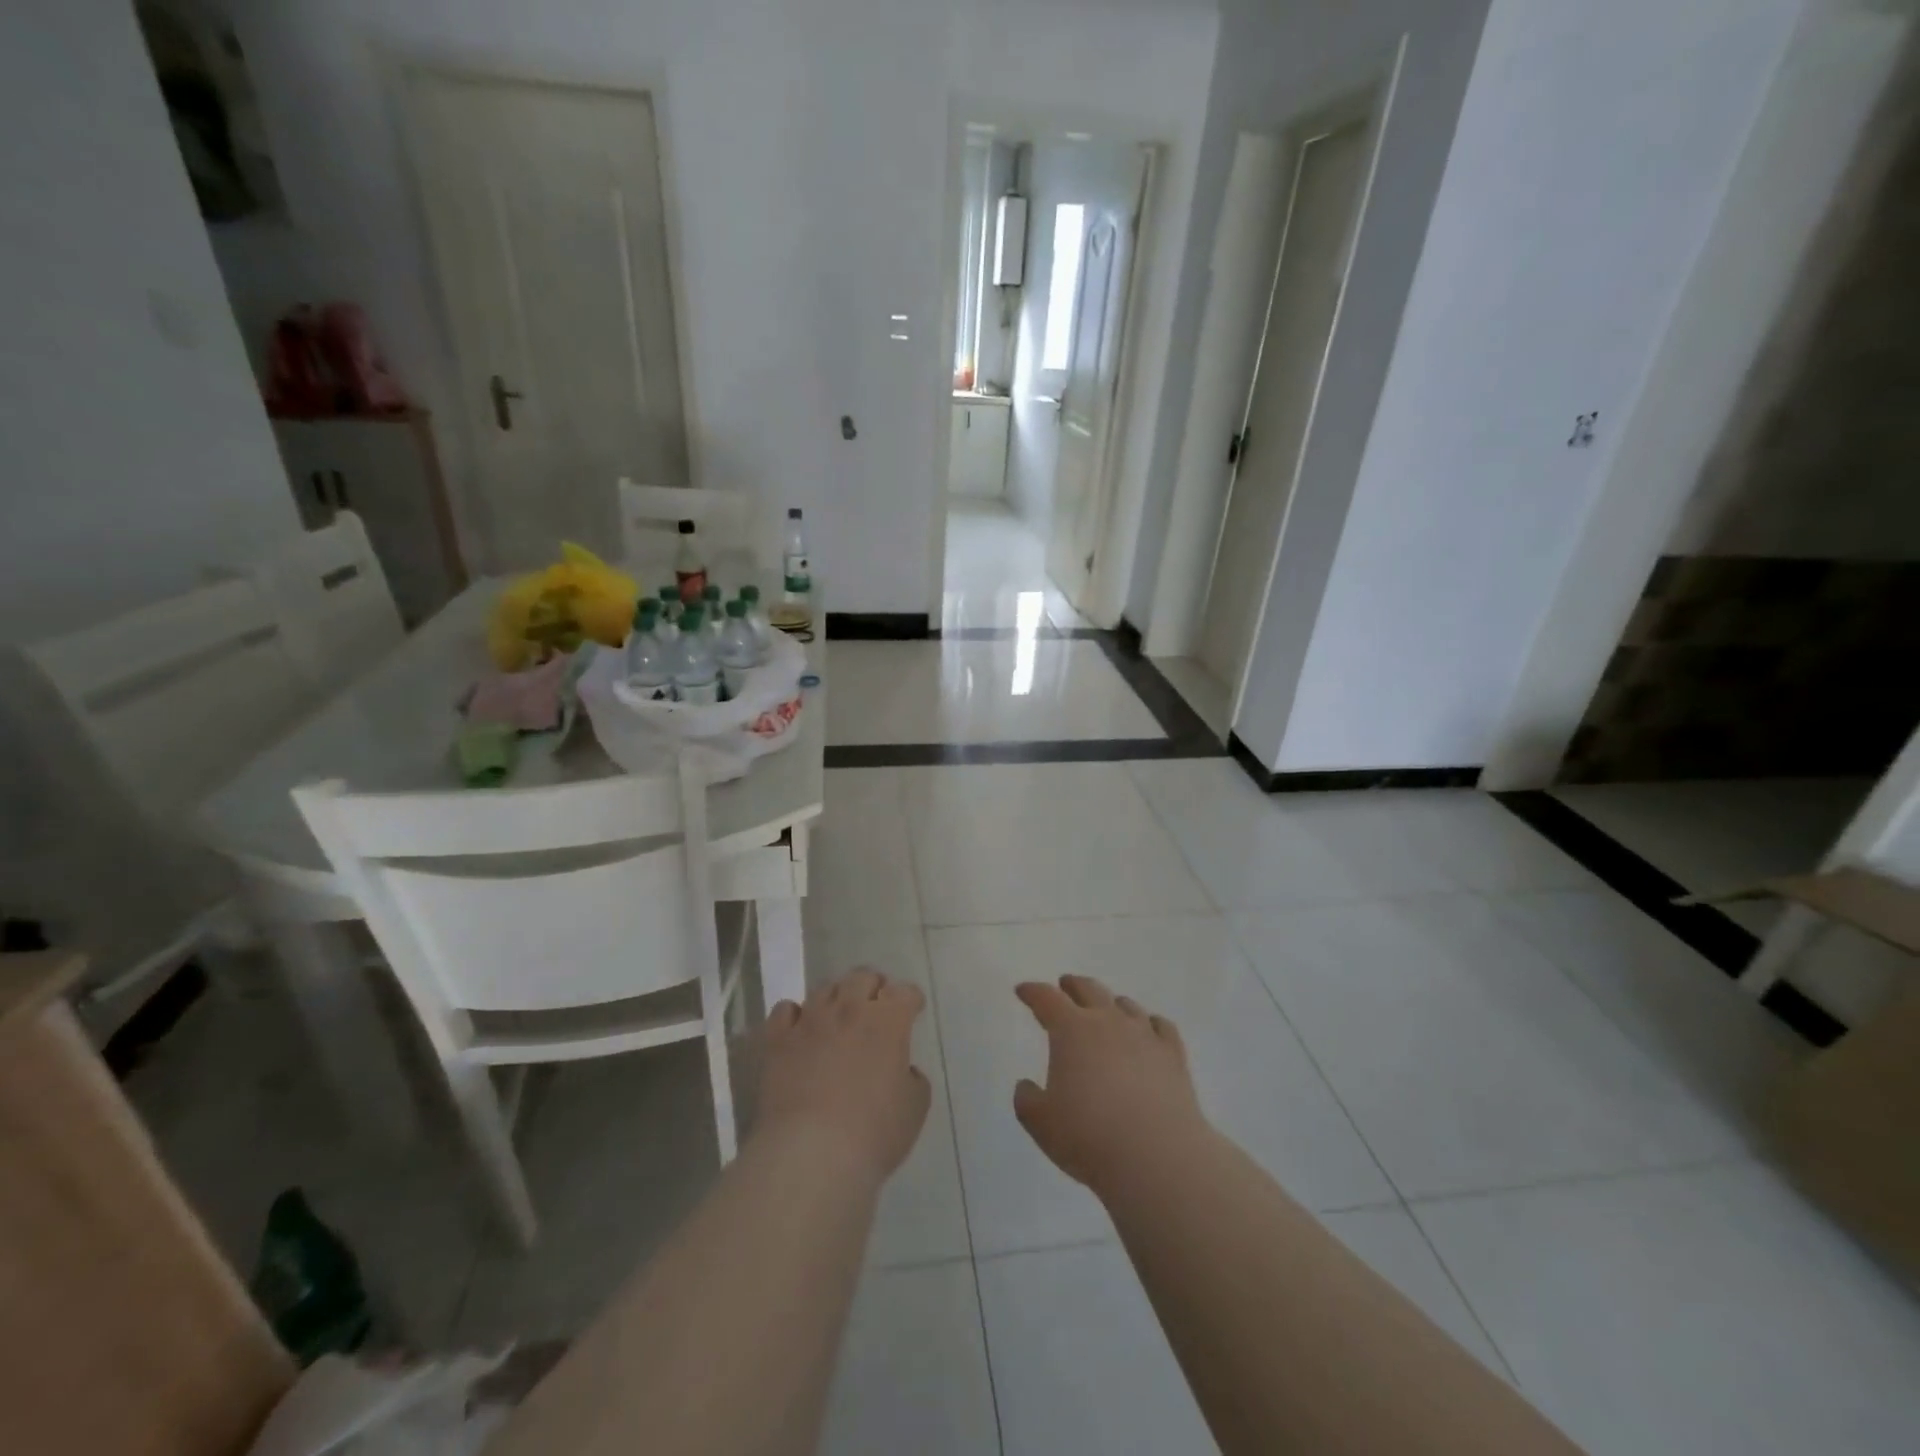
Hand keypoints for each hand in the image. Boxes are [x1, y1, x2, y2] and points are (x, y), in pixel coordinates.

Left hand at [755, 968, 931, 1181]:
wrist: (811, 1153)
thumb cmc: (873, 1133)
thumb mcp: (914, 1109)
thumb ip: (913, 1079)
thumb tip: (903, 1071)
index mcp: (888, 1021)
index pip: (905, 993)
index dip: (911, 1000)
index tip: (913, 1011)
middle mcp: (849, 1009)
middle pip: (862, 977)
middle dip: (873, 987)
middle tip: (876, 1006)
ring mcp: (810, 1020)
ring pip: (824, 989)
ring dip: (836, 998)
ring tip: (837, 1017)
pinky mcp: (777, 1039)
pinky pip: (785, 1010)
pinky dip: (795, 1016)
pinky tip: (799, 1030)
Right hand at [1013, 975, 1208, 1196]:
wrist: (1157, 1157)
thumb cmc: (1090, 1137)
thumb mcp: (1041, 1124)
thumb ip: (1027, 1100)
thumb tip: (1026, 1086)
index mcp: (1071, 1030)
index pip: (1046, 999)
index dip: (1032, 992)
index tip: (1023, 990)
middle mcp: (1108, 1022)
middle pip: (1089, 989)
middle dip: (1073, 985)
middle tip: (1065, 985)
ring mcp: (1144, 1035)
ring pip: (1126, 1005)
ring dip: (1111, 1003)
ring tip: (1106, 1009)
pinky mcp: (1173, 1055)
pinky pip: (1161, 1026)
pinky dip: (1150, 1023)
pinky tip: (1150, 1030)